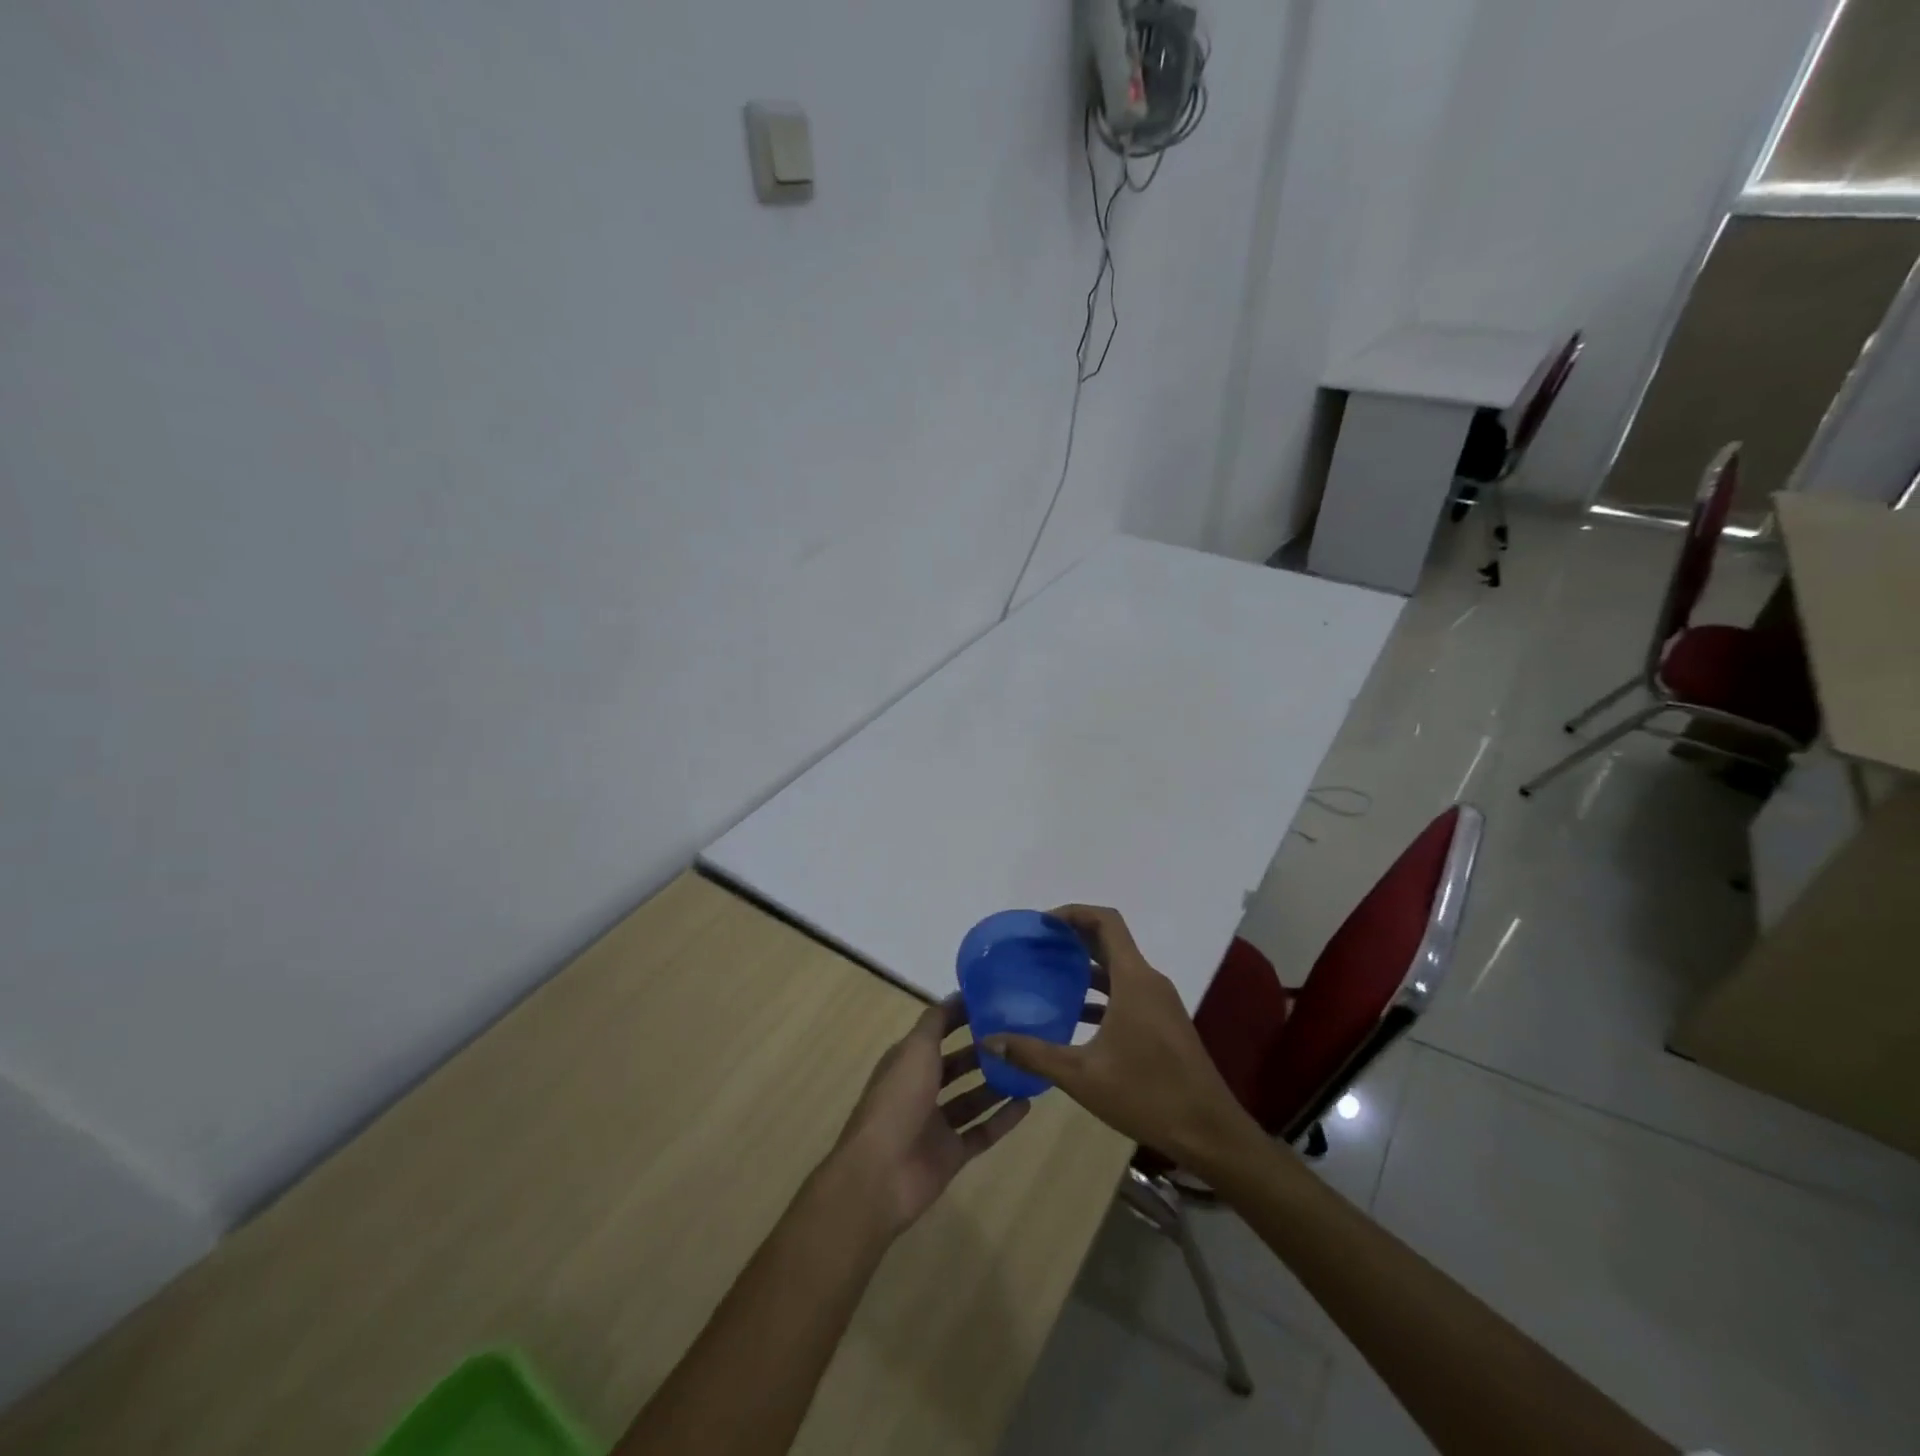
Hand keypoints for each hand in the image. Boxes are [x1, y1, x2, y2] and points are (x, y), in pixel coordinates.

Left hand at [829, 996, 1029, 1236]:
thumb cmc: (897, 1101)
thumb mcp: (915, 1049)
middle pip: (956, 1065)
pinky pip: (982, 1132)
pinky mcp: (951, 1155)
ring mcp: (936, 1124)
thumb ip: (936, 1021)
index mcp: (907, 1061)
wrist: (880, 1176)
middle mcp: (920, 1089)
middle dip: (983, 1051)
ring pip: (971, 1099)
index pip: (937, 1031)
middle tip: (1019, 1036)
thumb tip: (959, 994)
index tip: (995, 1002)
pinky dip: (1003, 1119)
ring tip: (1029, 1067)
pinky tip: (1028, 1104)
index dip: (961, 1016)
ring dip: (996, 1084)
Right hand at [981, 904, 1259, 1176]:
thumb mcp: (1082, 1076)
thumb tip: (989, 1041)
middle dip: (1074, 937)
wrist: (1209, 1133)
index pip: (1106, 921)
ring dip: (1087, 966)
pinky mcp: (1164, 1023)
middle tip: (1037, 946)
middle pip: (1111, 941)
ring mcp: (1161, 1002)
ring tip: (1049, 975)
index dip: (1074, 912)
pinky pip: (1128, 991)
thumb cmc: (1147, 1095)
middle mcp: (1150, 981)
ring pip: (1119, 968)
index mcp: (1134, 980)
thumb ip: (1033, 1054)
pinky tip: (1076, 1016)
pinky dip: (1102, 993)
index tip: (1043, 923)